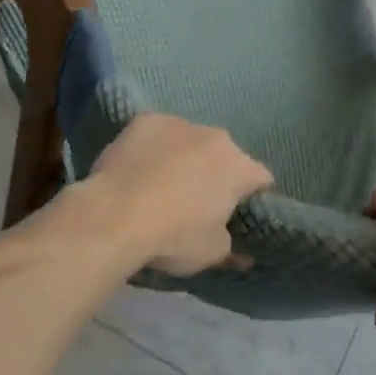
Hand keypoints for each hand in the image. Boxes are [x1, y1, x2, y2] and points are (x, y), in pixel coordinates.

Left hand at [89, 114, 273, 275]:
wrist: (114, 214)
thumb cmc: (173, 236)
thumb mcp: (211, 253)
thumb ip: (232, 248)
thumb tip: (243, 254)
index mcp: (238, 167)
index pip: (261, 178)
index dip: (254, 197)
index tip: (240, 214)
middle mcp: (215, 137)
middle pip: (225, 156)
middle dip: (217, 174)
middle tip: (198, 202)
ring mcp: (178, 123)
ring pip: (191, 141)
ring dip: (186, 158)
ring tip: (162, 184)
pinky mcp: (145, 120)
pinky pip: (158, 134)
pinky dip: (154, 148)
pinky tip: (139, 168)